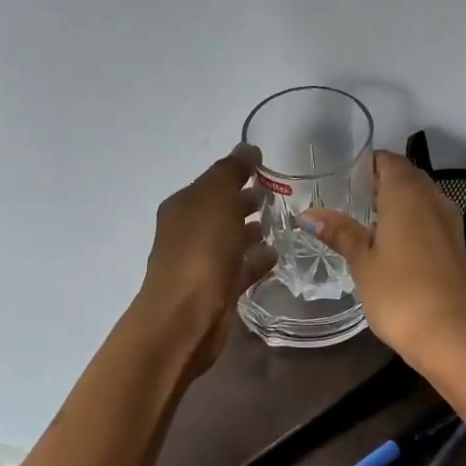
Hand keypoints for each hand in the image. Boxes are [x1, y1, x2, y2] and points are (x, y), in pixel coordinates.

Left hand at [137, 144, 275, 382]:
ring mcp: (201, 263)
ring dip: (251, 231)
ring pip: (230, 239)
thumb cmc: (200, 250)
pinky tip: (276, 256)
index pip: (212, 181)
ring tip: (281, 224)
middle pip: (220, 210)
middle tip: (278, 196)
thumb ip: (232, 171)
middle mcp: (188, 232)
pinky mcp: (217, 290)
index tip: (267, 168)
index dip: (237, 172)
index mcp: (183, 206)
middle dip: (245, 201)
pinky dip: (256, 260)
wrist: (186, 317)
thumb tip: (247, 147)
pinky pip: (240, 268)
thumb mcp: (217, 199)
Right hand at [305, 152, 465, 364]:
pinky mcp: (457, 247)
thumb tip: (309, 214)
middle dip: (382, 181)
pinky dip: (413, 222)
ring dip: (399, 202)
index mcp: (407, 193)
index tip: (344, 175)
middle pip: (408, 176)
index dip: (368, 163)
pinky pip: (432, 219)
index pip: (389, 160)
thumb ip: (340, 233)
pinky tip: (394, 244)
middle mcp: (433, 199)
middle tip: (351, 197)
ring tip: (368, 220)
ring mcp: (450, 223)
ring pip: (422, 198)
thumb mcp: (362, 262)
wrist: (453, 336)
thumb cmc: (400, 292)